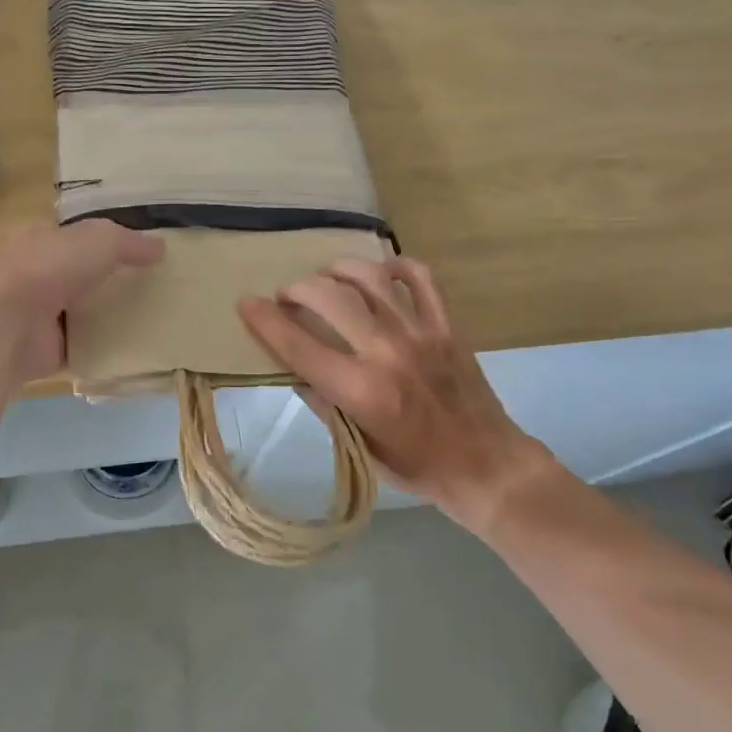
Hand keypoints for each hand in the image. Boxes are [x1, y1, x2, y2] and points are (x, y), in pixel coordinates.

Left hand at [0, 220, 164, 384]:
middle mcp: (40, 274)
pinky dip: (105, 351)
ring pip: (85, 313)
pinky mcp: (47, 350)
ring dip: (112, 318)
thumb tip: (162, 247)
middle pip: (85, 276)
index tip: (146, 254)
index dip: (111, 242)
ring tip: (156, 321)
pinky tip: (137, 352)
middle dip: (115, 281)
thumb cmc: (48, 268)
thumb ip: (130, 243)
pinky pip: (85, 349)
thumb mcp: (99, 240)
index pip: (81, 237)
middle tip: (159, 289)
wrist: (6, 324)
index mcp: (44, 240)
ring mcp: (41, 315)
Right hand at [238, 257, 562, 533]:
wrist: (485, 465)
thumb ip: (324, 403)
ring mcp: (420, 333)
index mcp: (360, 391)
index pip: (299, 345)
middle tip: (289, 296)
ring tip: (327, 278)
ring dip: (338, 270)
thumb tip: (295, 367)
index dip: (266, 321)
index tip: (246, 303)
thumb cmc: (415, 466)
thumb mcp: (358, 446)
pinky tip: (379, 272)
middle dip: (298, 289)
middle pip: (329, 298)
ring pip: (370, 278)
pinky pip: (421, 277)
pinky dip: (395, 265)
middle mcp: (386, 353)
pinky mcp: (446, 325)